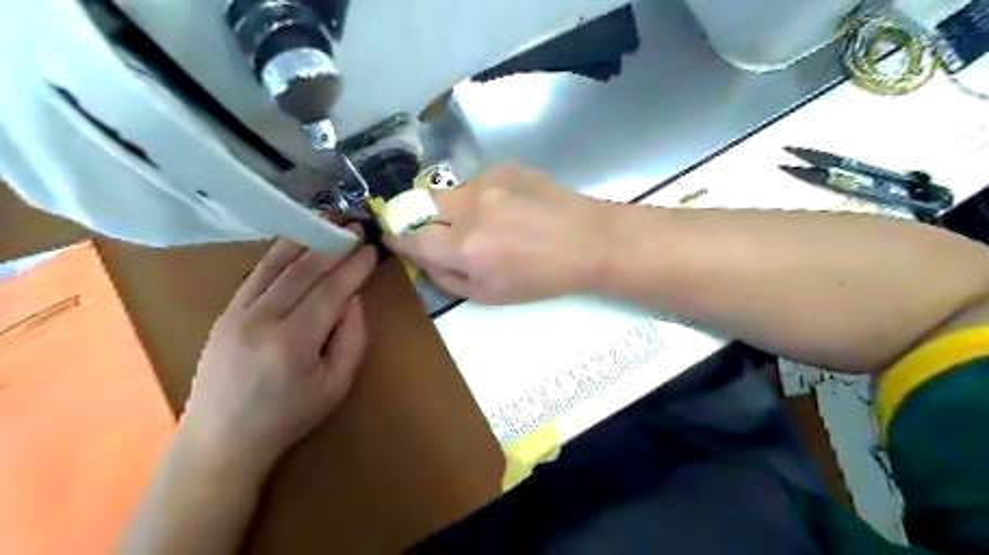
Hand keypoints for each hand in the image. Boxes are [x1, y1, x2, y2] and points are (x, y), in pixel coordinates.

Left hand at [180, 227, 376, 472]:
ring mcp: (238, 312)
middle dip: (334, 245)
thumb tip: (353, 298)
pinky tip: (295, 240)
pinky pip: (256, 274)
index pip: (331, 290)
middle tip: (356, 225)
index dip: (355, 267)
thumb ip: (353, 338)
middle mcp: (263, 319)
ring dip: (305, 239)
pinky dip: (279, 253)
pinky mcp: (226, 312)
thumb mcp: (337, 385)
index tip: (372, 248)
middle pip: (305, 271)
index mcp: (294, 341)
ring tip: (328, 219)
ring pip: (277, 265)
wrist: (222, 439)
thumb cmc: (289, 416)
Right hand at [385, 164, 610, 302]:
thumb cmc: (541, 278)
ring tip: (488, 221)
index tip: (394, 236)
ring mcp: (489, 182)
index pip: (410, 236)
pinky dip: (482, 196)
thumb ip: (446, 277)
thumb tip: (421, 257)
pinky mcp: (507, 166)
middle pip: (422, 203)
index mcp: (465, 247)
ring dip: (457, 207)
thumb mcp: (489, 295)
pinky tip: (510, 207)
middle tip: (441, 230)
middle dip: (422, 217)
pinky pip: (478, 181)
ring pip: (451, 191)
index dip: (397, 236)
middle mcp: (470, 208)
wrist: (588, 241)